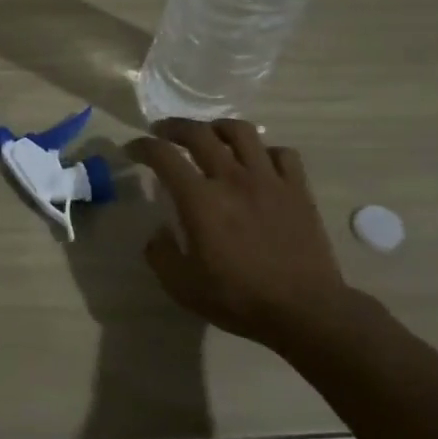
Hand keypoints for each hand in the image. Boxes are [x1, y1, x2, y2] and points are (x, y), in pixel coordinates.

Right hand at [128, 119, 373, 351]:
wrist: (305, 311)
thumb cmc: (239, 299)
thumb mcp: (182, 286)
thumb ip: (160, 253)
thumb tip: (159, 232)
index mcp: (200, 200)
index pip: (163, 156)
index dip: (142, 146)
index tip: (132, 150)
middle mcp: (232, 179)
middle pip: (199, 133)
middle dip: (174, 127)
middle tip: (162, 132)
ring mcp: (269, 180)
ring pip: (242, 132)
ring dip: (218, 128)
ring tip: (209, 136)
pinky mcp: (298, 190)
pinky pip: (282, 153)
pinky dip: (264, 151)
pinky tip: (257, 163)